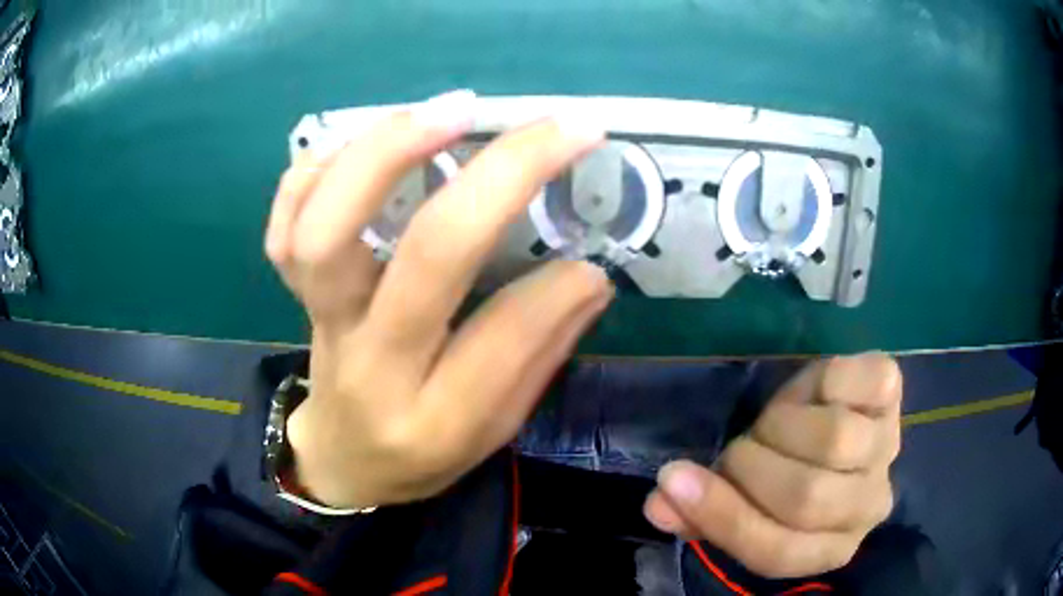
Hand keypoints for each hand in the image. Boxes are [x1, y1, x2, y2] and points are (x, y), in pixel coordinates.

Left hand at [265, 90, 611, 508]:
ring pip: (329, 228)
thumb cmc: (422, 455)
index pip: (504, 335)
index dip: (560, 284)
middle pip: (424, 256)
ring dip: (389, 150)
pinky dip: (315, 171)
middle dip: (501, 176)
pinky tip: (363, 144)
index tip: (591, 253)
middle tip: (551, 127)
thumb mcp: (494, 431)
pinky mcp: (292, 297)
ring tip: (451, 110)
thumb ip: (540, 353)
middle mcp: (370, 365)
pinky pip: (283, 226)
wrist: (342, 460)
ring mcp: (319, 323)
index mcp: (435, 418)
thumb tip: (589, 274)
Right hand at [643, 354, 901, 578]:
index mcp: (830, 547)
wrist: (844, 423)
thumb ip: (702, 512)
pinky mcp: (894, 393)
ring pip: (835, 440)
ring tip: (773, 423)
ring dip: (783, 426)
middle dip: (751, 468)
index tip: (674, 479)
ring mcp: (888, 446)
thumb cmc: (789, 474)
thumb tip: (657, 502)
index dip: (725, 518)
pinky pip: (865, 383)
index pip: (778, 552)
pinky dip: (829, 379)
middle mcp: (870, 506)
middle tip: (738, 449)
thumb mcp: (745, 502)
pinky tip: (817, 389)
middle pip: (807, 497)